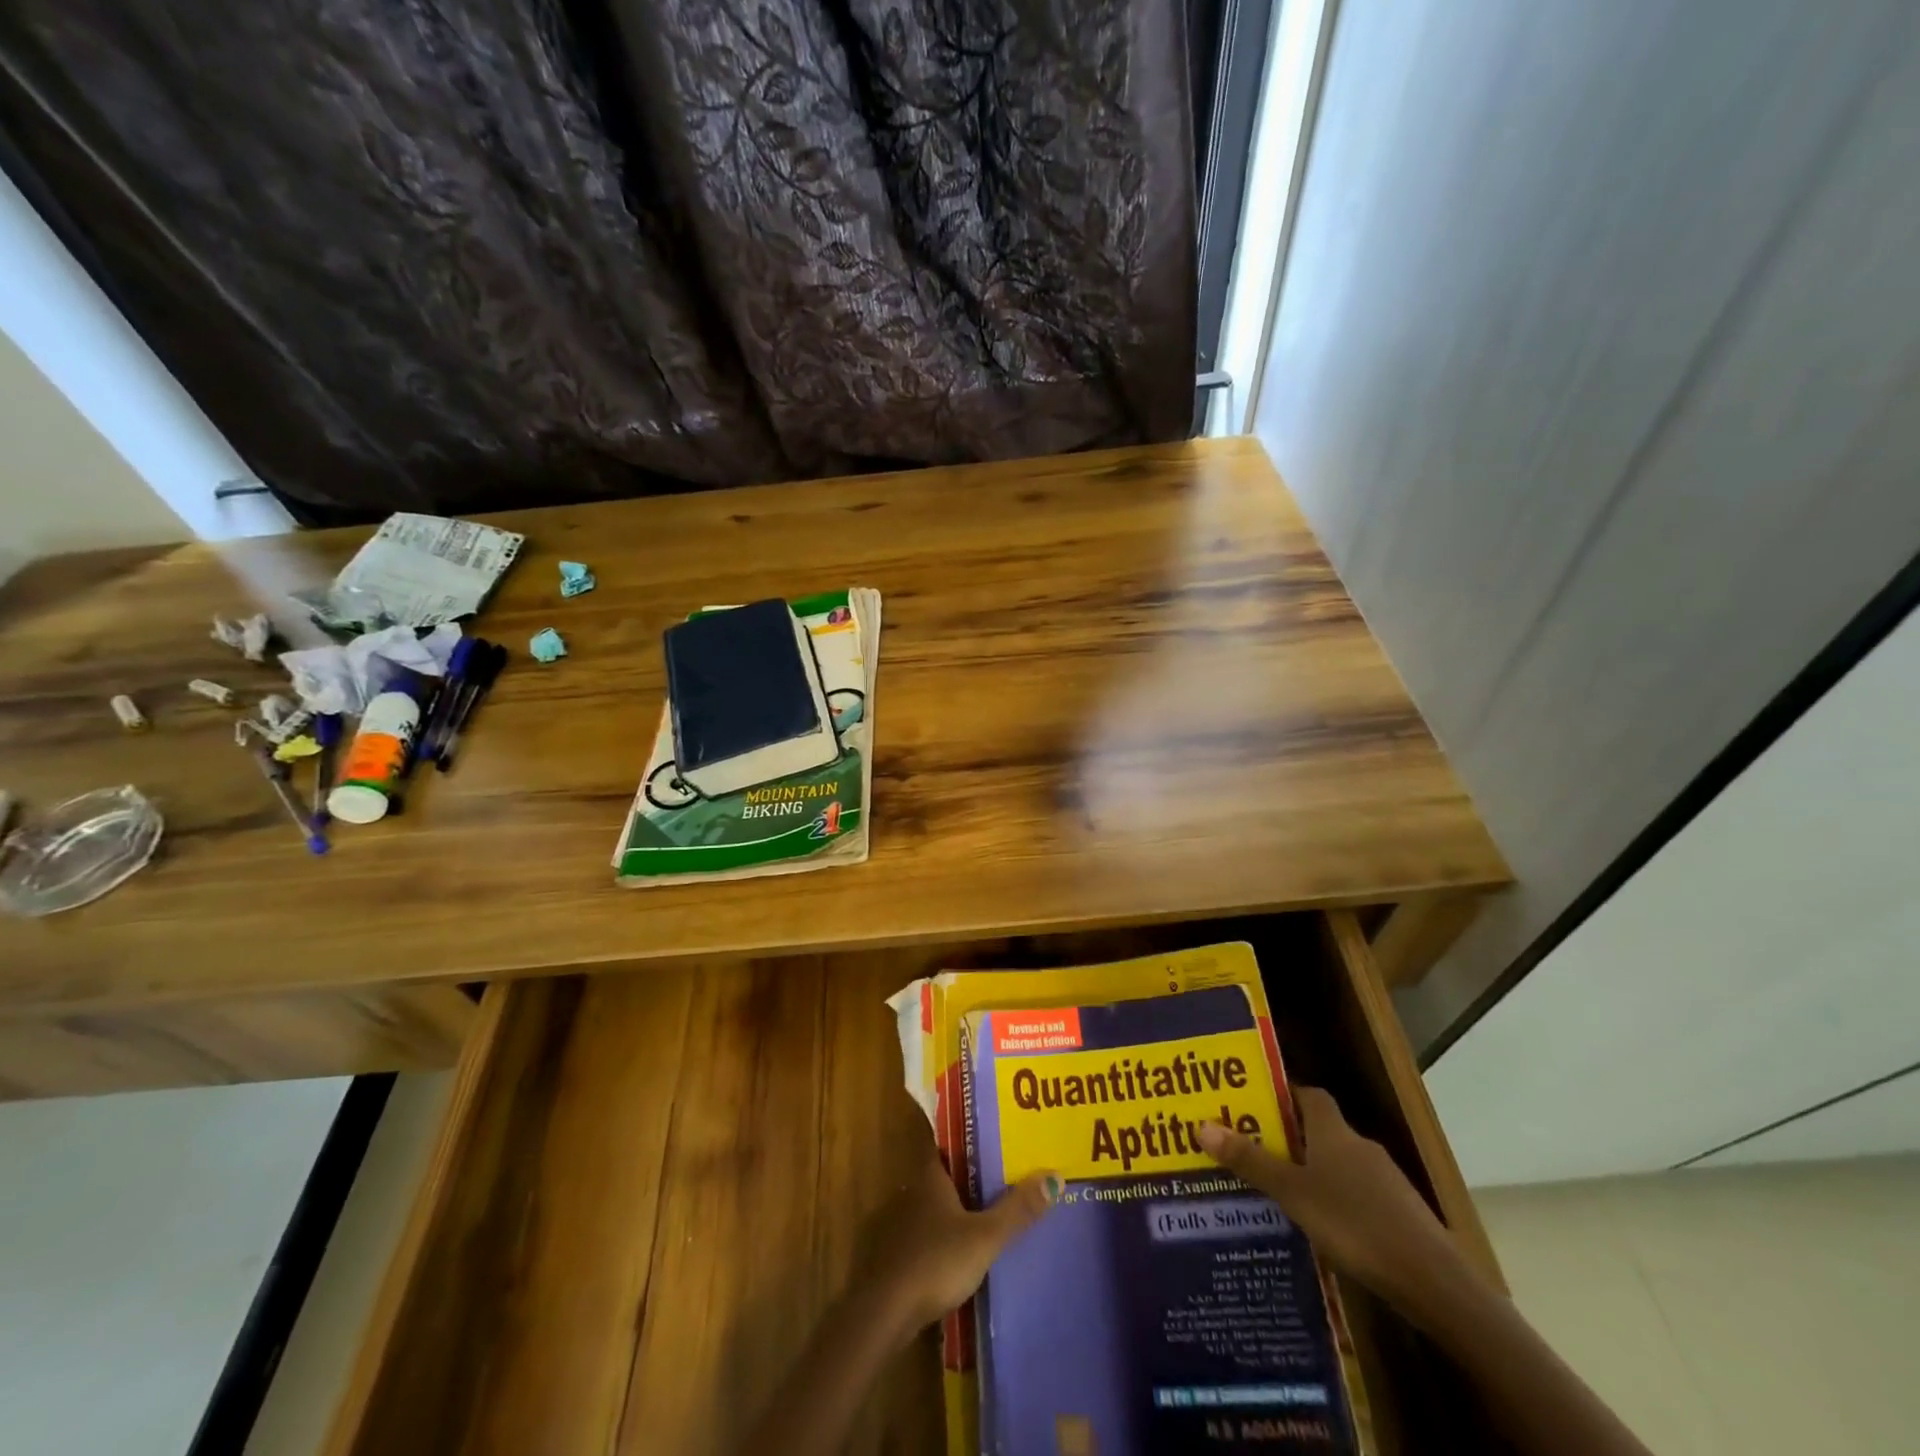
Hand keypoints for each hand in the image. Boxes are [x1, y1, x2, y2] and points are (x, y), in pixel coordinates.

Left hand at [855, 1130, 1061, 1342]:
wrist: (883, 1312)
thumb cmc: (935, 1261)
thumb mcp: (984, 1237)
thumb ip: (1017, 1210)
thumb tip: (1055, 1176)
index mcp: (929, 1177)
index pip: (945, 1145)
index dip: (966, 1140)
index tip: (989, 1139)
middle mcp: (909, 1192)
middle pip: (940, 1177)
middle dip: (964, 1180)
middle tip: (996, 1182)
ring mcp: (895, 1225)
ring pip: (929, 1208)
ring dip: (949, 1213)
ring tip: (980, 1219)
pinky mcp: (890, 1257)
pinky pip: (919, 1237)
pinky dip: (936, 1240)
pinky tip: (954, 1256)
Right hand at [1196, 1086, 1457, 1301]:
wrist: (1435, 1283)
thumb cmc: (1355, 1224)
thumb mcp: (1292, 1193)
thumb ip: (1250, 1162)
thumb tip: (1201, 1125)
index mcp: (1333, 1131)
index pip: (1308, 1094)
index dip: (1282, 1094)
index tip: (1252, 1102)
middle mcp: (1358, 1146)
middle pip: (1319, 1130)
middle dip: (1288, 1137)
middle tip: (1251, 1148)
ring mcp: (1384, 1181)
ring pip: (1337, 1165)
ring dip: (1310, 1172)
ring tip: (1276, 1190)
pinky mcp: (1399, 1214)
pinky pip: (1356, 1194)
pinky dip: (1335, 1201)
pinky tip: (1318, 1227)